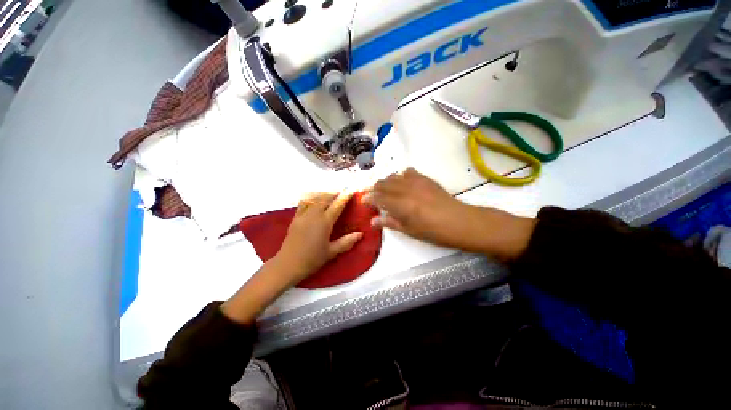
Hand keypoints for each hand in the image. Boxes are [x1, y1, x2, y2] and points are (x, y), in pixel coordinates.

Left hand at [276, 191, 363, 283]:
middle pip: (325, 198)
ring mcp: (303, 215)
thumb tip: (360, 234)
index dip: (345, 197)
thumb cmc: (312, 259)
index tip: (351, 190)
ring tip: (329, 195)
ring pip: (314, 198)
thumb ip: (346, 242)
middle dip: (334, 194)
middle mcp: (314, 215)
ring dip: (323, 195)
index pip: (337, 205)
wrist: (288, 264)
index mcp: (325, 223)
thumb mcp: (331, 252)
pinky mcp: (295, 218)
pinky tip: (314, 200)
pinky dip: (311, 198)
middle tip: (341, 193)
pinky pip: (303, 203)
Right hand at [363, 168, 469, 246]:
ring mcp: (415, 182)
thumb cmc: (432, 231)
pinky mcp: (424, 178)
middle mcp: (404, 189)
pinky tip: (403, 182)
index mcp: (399, 204)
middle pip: (382, 184)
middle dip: (374, 189)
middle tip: (373, 196)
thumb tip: (373, 221)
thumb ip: (389, 222)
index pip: (377, 198)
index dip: (368, 198)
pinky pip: (408, 172)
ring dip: (386, 182)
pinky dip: (401, 176)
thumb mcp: (408, 230)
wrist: (458, 221)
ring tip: (386, 190)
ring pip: (393, 176)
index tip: (363, 201)